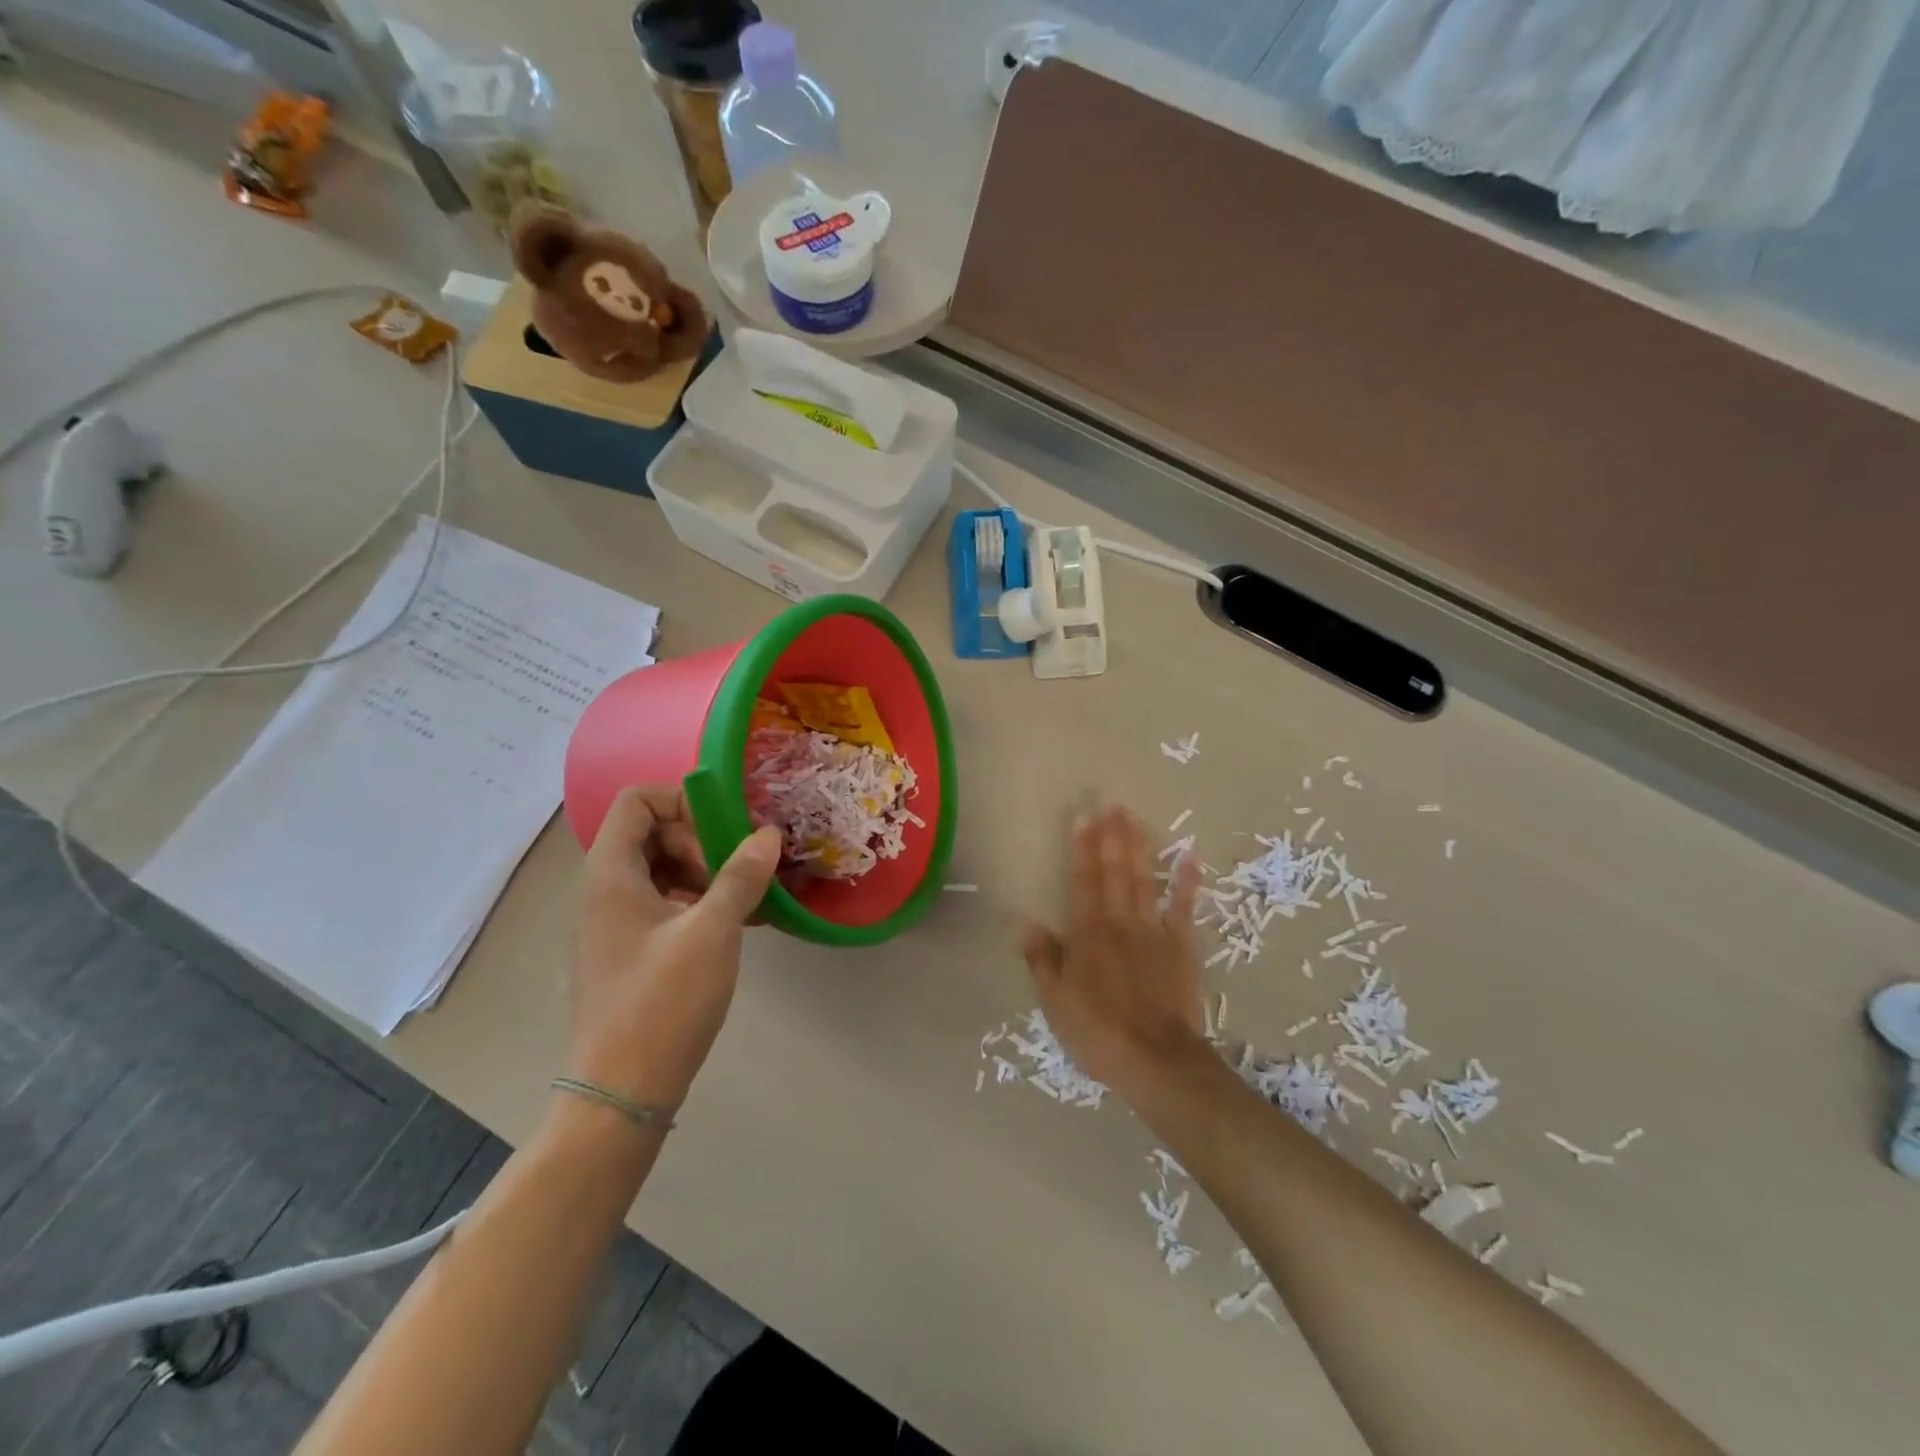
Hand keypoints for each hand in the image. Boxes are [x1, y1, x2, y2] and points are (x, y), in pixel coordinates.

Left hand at [568, 785, 780, 1111]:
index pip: (637, 801)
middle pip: (651, 832)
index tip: (725, 830)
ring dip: (704, 872)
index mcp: (610, 874)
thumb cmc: (663, 1002)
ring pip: (660, 870)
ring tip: (744, 898)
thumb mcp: (712, 930)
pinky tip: (734, 924)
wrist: (621, 1093)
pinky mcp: (626, 952)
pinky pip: (661, 904)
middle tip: (738, 870)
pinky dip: (696, 901)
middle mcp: (603, 891)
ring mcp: (612, 924)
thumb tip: (769, 833)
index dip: (683, 801)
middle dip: (700, 840)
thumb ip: (741, 875)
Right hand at [1021, 805, 1205, 1095]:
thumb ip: (1042, 960)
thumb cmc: (1097, 1032)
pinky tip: (1190, 858)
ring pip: (1145, 881)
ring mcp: (1153, 932)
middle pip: (1115, 873)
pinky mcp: (1181, 947)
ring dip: (1140, 848)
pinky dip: (1187, 883)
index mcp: (1087, 934)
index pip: (1082, 882)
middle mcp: (1120, 923)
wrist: (1154, 1059)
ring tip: (1136, 818)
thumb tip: (1027, 923)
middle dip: (1112, 837)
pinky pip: (1184, 909)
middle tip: (1112, 804)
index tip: (1083, 818)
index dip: (1081, 849)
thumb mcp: (1055, 1002)